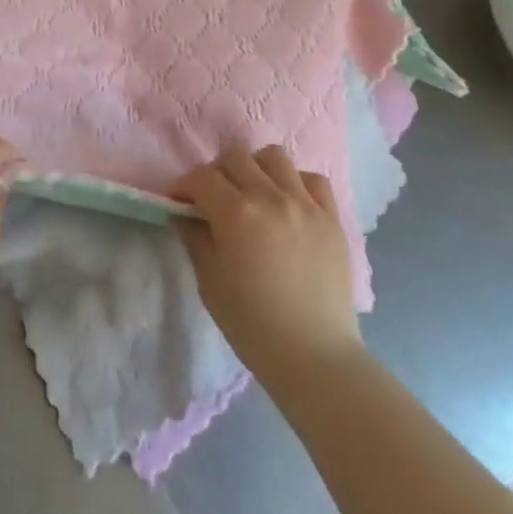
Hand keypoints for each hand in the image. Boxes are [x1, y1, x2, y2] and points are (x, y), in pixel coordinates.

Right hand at [175, 145, 360, 382]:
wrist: (314, 356)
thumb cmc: (252, 324)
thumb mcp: (209, 281)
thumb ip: (195, 238)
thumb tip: (184, 214)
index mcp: (236, 213)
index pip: (202, 177)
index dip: (185, 185)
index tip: (180, 202)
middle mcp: (271, 197)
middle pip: (236, 157)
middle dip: (217, 173)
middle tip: (214, 199)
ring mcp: (305, 204)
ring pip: (275, 157)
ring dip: (256, 169)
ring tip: (254, 194)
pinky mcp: (332, 218)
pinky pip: (313, 179)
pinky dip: (296, 183)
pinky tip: (289, 205)